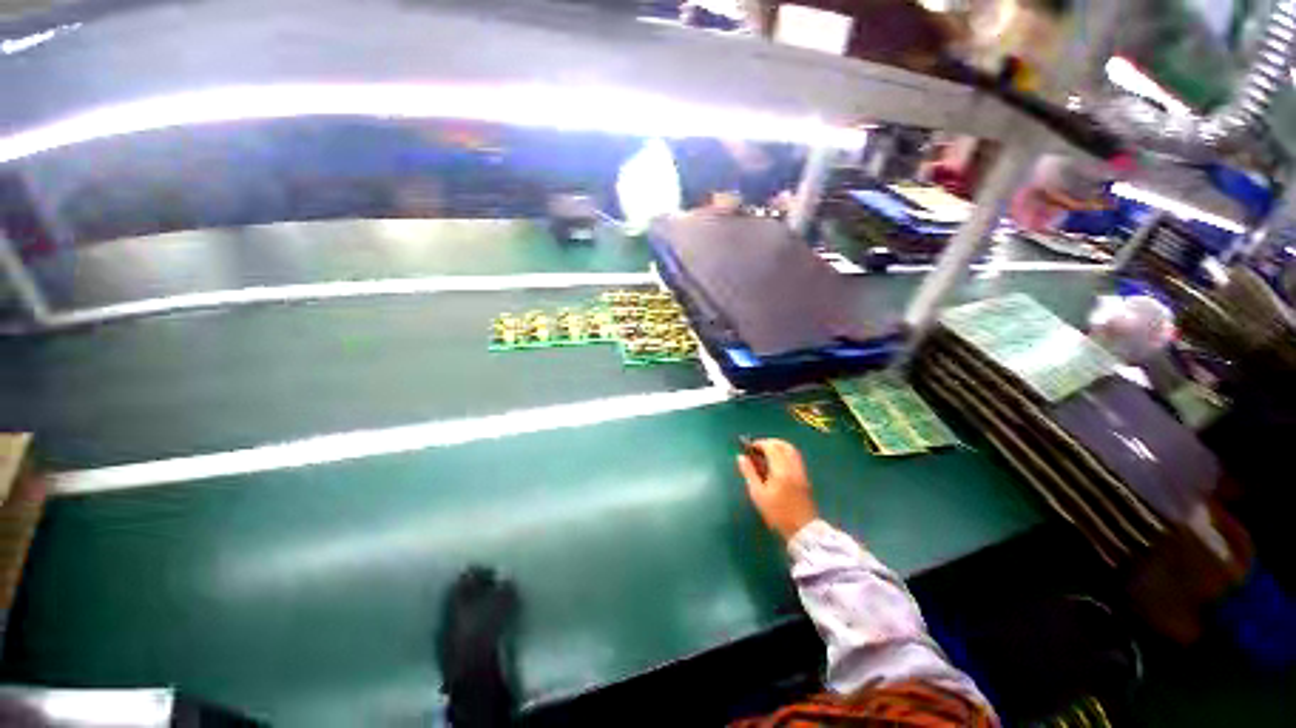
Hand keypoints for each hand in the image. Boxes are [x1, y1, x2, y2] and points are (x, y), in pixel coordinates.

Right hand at [736, 438, 818, 541]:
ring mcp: (801, 471)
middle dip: (769, 443)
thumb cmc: (777, 514)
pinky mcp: (804, 477)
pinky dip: (784, 454)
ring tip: (765, 455)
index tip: (749, 448)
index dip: (759, 443)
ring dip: (777, 447)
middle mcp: (793, 466)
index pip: (771, 447)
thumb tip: (740, 457)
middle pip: (783, 445)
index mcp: (781, 469)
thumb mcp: (758, 494)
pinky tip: (776, 464)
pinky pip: (795, 457)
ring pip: (791, 450)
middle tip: (757, 449)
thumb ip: (749, 473)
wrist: (803, 530)